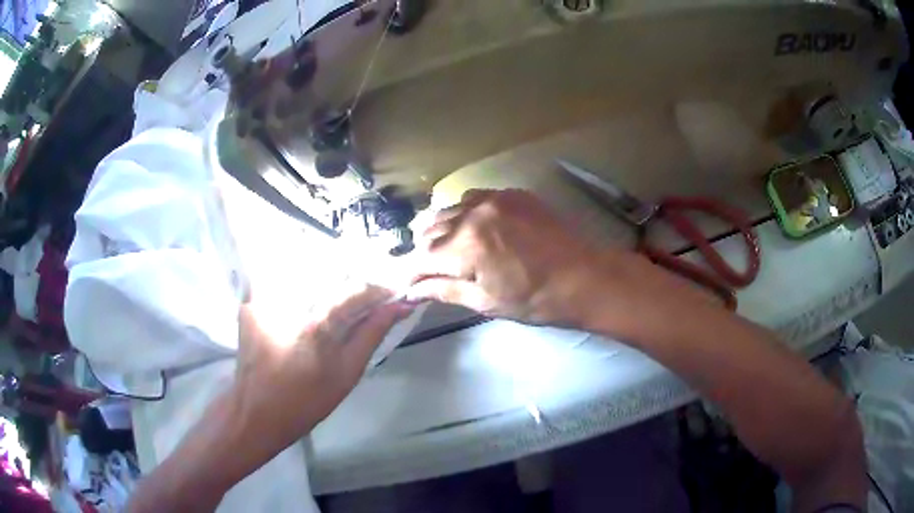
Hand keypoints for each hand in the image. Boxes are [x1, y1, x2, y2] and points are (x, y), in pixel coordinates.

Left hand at [233, 284, 412, 446]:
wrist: (256, 411)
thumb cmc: (306, 401)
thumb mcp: (347, 374)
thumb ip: (372, 335)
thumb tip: (399, 306)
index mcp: (318, 324)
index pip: (357, 290)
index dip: (380, 289)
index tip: (395, 294)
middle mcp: (290, 301)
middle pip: (332, 275)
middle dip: (355, 282)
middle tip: (369, 299)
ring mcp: (266, 297)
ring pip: (307, 274)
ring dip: (330, 281)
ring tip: (340, 300)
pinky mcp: (252, 301)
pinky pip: (284, 283)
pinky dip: (303, 287)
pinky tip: (309, 303)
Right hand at [410, 189, 619, 325]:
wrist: (584, 277)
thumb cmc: (535, 299)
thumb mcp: (486, 302)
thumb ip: (444, 290)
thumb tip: (411, 289)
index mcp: (466, 246)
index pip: (421, 256)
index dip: (410, 272)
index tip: (407, 283)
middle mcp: (473, 213)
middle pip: (429, 228)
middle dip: (424, 251)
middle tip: (428, 270)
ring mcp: (494, 198)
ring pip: (449, 209)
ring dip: (441, 230)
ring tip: (449, 249)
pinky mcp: (511, 193)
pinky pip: (473, 198)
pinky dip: (464, 213)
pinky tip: (473, 228)